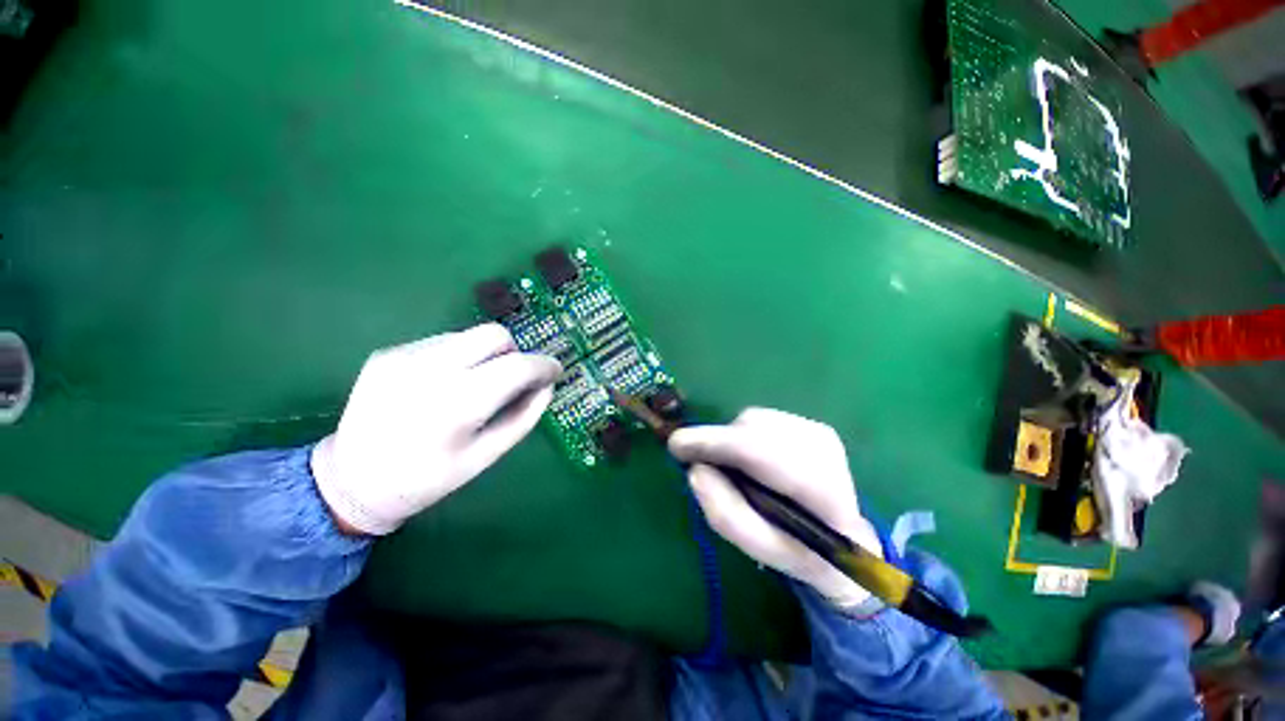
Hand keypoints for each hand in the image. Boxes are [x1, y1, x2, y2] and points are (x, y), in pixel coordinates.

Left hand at [311, 323, 561, 534]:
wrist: (350, 481)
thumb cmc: (427, 479)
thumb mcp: (486, 457)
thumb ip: (524, 417)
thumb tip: (547, 386)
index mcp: (456, 406)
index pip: (517, 366)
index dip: (544, 365)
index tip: (554, 371)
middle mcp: (429, 371)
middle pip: (494, 335)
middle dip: (514, 353)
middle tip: (512, 378)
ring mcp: (403, 357)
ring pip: (469, 336)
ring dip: (485, 356)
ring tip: (472, 386)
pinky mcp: (388, 352)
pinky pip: (442, 342)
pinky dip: (458, 357)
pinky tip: (442, 385)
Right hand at [668, 408, 882, 609]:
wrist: (847, 539)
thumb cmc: (801, 551)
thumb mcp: (761, 548)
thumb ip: (726, 514)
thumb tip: (696, 471)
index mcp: (820, 489)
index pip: (758, 452)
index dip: (713, 443)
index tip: (677, 445)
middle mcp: (823, 450)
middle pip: (751, 430)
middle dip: (721, 444)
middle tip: (710, 469)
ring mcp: (819, 432)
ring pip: (753, 420)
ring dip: (733, 441)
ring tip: (740, 470)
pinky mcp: (812, 424)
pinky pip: (760, 419)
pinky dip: (746, 436)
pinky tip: (756, 460)